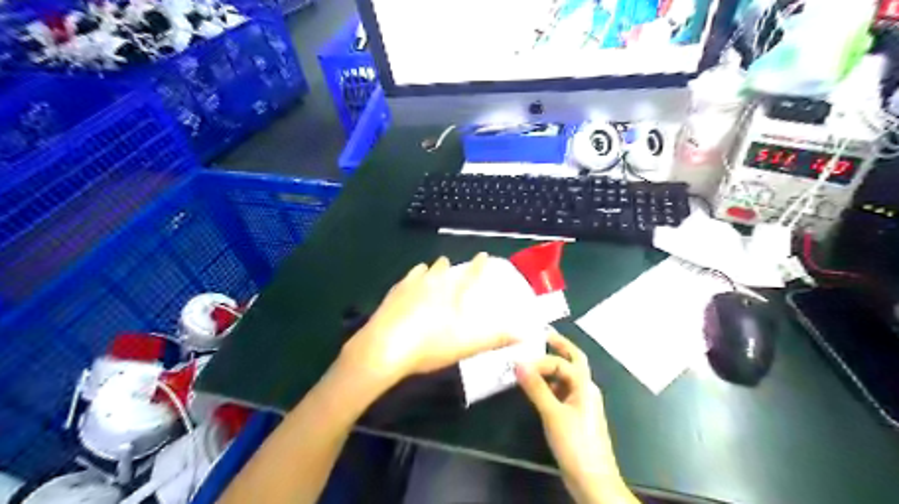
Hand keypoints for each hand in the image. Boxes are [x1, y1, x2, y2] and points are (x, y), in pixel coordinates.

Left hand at [340, 253, 520, 384]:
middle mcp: (431, 283)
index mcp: (450, 293)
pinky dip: (412, 277)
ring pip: (423, 270)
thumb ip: (495, 338)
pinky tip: (409, 283)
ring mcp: (409, 286)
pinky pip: (406, 279)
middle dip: (449, 266)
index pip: (470, 274)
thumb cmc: (429, 346)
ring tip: (431, 270)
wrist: (384, 348)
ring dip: (430, 269)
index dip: (478, 264)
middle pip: (443, 268)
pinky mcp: (392, 294)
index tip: (483, 254)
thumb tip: (525, 333)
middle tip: (451, 266)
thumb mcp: (466, 345)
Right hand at [512, 333, 629, 501]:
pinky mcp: (575, 416)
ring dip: (551, 369)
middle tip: (543, 335)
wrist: (592, 481)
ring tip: (531, 364)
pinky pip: (561, 392)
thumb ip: (536, 388)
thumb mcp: (553, 414)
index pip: (563, 362)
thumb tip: (519, 362)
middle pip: (572, 363)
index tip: (521, 363)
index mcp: (584, 386)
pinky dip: (549, 386)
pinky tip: (535, 390)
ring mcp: (581, 404)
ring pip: (566, 378)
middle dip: (560, 348)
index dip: (543, 359)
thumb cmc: (576, 444)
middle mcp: (585, 390)